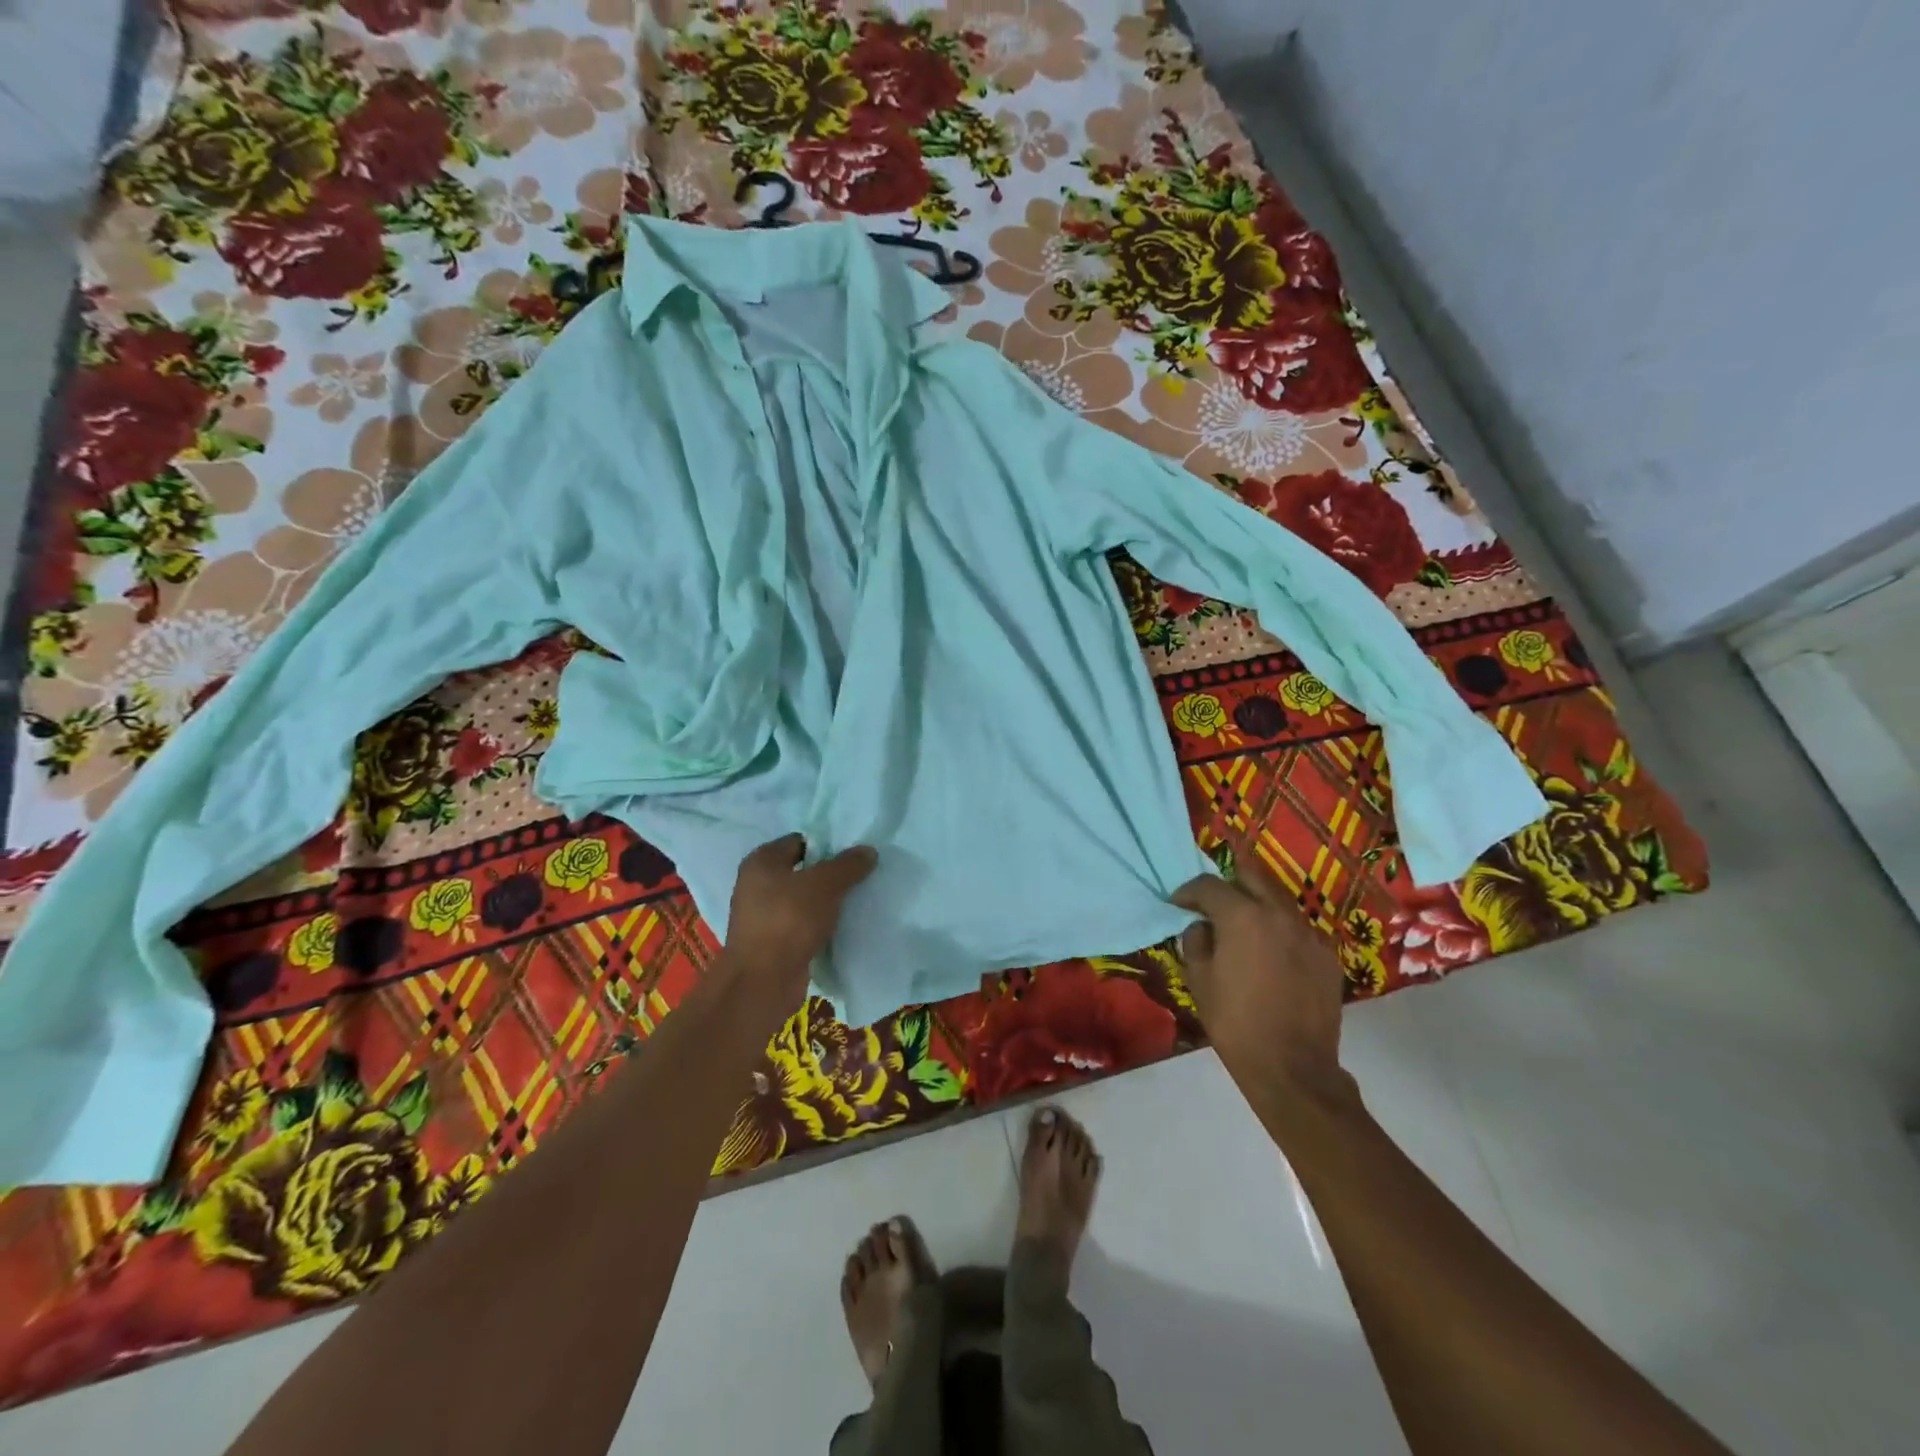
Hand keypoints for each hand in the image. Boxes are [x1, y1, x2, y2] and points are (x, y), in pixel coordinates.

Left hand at [720, 834, 877, 1025]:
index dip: (826, 845)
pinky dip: (820, 925)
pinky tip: (843, 927)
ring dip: (827, 902)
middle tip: (861, 876)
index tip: (854, 854)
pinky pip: (803, 925)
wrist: (763, 982)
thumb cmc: (788, 920)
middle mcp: (756, 885)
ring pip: (803, 900)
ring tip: (858, 900)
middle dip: (830, 875)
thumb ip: (847, 865)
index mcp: (761, 862)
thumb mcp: (824, 885)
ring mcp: (763, 916)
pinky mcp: (773, 943)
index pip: (799, 842)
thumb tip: (868, 851)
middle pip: (802, 871)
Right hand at [1172, 868, 1356, 1116]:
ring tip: (1243, 930)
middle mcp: (1280, 914)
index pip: (1209, 884)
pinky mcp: (1328, 956)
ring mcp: (1310, 933)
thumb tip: (1202, 927)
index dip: (1188, 891)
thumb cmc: (1235, 1023)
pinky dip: (1280, 932)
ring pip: (1278, 901)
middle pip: (1251, 876)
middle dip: (1228, 884)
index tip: (1178, 904)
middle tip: (1213, 904)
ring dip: (1257, 906)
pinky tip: (1271, 957)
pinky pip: (1298, 929)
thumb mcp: (1198, 980)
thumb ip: (1196, 941)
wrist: (1292, 1068)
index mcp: (1243, 916)